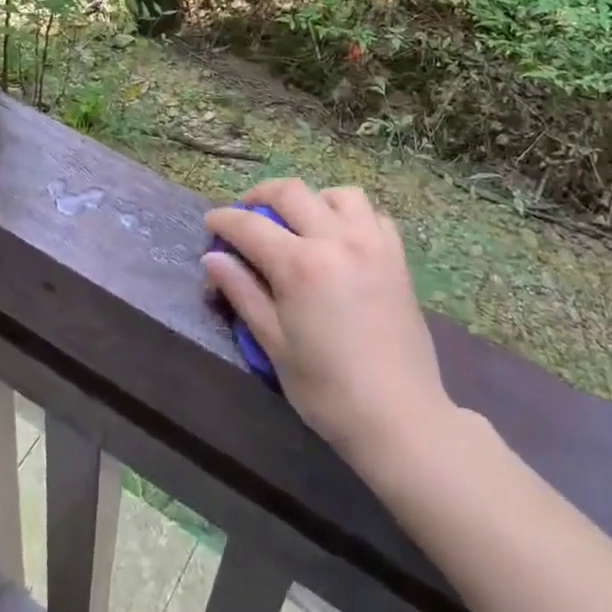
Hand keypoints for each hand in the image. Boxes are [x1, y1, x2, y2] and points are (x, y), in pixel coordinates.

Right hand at [205, 180, 450, 472]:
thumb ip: (243, 293)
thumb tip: (213, 259)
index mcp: (300, 265)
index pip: (250, 226)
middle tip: (246, 213)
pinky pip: (373, 215)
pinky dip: (351, 216)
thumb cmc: (327, 391)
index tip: (211, 223)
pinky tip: (341, 238)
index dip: (224, 220)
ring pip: (338, 194)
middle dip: (261, 195)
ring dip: (311, 199)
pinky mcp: (397, 257)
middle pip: (291, 192)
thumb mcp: (274, 345)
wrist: (400, 419)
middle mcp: (336, 240)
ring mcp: (372, 244)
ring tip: (300, 221)